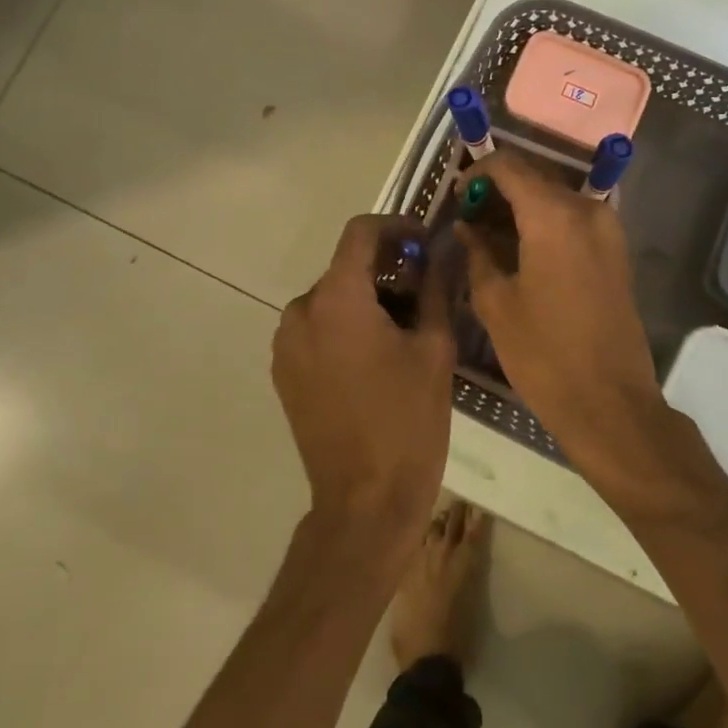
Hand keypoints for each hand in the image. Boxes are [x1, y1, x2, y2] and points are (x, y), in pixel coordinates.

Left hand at [271, 214, 455, 546]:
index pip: (360, 232)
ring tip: (405, 330)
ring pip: (332, 299)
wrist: (365, 500)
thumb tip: (443, 250)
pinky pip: (317, 329)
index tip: (424, 242)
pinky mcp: (284, 372)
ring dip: (367, 300)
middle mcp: (300, 311)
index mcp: (336, 298)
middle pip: (346, 268)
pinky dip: (345, 326)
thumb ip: (436, 287)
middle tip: (426, 293)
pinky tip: (376, 358)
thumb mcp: (434, 347)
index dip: (396, 226)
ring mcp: (286, 344)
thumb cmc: (407, 419)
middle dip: (387, 270)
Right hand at [460, 153, 668, 490]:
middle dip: (499, 189)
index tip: (458, 197)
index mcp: (554, 216)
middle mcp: (587, 210)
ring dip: (522, 206)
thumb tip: (467, 227)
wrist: (610, 403)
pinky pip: (573, 219)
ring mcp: (608, 229)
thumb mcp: (496, 303)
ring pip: (555, 198)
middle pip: (536, 177)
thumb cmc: (544, 354)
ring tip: (489, 235)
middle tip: (469, 217)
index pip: (510, 166)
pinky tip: (520, 250)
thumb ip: (477, 253)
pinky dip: (545, 222)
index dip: (479, 173)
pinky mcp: (616, 250)